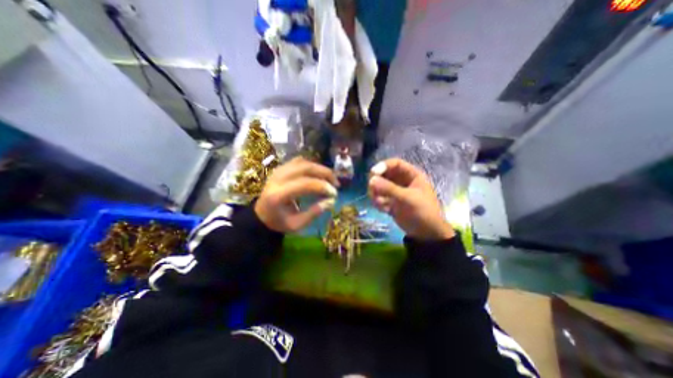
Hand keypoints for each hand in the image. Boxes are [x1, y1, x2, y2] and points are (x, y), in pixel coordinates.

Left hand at [256, 157, 338, 233]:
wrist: (261, 215)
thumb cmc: (279, 222)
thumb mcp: (297, 224)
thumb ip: (314, 213)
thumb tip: (331, 200)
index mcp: (278, 195)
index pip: (305, 184)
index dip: (322, 186)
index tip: (334, 193)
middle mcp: (277, 178)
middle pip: (305, 168)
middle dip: (325, 173)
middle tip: (336, 183)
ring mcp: (278, 171)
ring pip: (303, 162)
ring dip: (320, 168)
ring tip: (330, 178)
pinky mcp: (281, 168)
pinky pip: (299, 161)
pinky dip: (311, 165)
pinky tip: (318, 173)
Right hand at [366, 158, 453, 239]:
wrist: (426, 233)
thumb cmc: (422, 211)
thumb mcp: (407, 198)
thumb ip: (389, 188)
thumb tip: (371, 180)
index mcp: (411, 175)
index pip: (394, 164)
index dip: (383, 166)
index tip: (372, 173)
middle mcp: (401, 181)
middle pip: (383, 174)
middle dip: (376, 182)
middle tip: (373, 191)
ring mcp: (395, 191)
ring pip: (378, 186)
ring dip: (376, 194)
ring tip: (381, 204)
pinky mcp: (390, 202)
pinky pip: (378, 197)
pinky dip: (378, 203)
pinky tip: (385, 210)